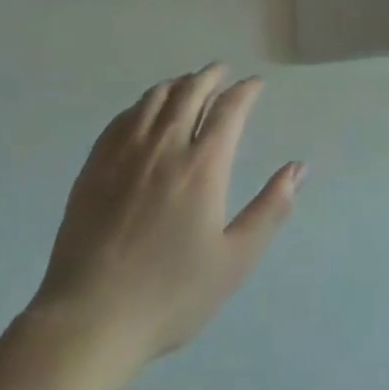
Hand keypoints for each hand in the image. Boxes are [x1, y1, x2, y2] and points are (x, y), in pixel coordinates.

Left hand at [30, 64, 302, 365]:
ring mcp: (126, 152)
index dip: (245, 91)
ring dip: (177, 84)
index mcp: (203, 165)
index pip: (229, 109)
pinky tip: (145, 111)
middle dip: (211, 76)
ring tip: (188, 83)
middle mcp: (165, 145)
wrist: (90, 318)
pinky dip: (142, 104)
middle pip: (191, 92)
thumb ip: (270, 209)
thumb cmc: (170, 294)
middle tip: (222, 72)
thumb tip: (298, 168)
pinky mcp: (95, 165)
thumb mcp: (234, 261)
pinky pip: (123, 117)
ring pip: (155, 98)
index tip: (255, 84)